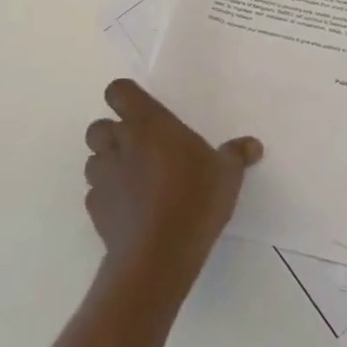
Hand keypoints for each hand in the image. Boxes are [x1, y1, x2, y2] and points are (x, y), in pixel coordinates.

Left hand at [84, 79, 261, 282]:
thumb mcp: (227, 173)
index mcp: (149, 124)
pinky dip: (108, 194)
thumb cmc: (195, 199)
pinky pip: (95, 192)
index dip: (126, 97)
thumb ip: (237, 154)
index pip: (118, 91)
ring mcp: (102, 177)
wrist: (158, 254)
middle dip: (114, 132)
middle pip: (99, 126)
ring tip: (135, 177)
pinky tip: (130, 207)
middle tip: (142, 145)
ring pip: (93, 158)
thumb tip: (253, 145)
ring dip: (109, 162)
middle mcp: (119, 144)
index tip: (144, 110)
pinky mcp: (94, 209)